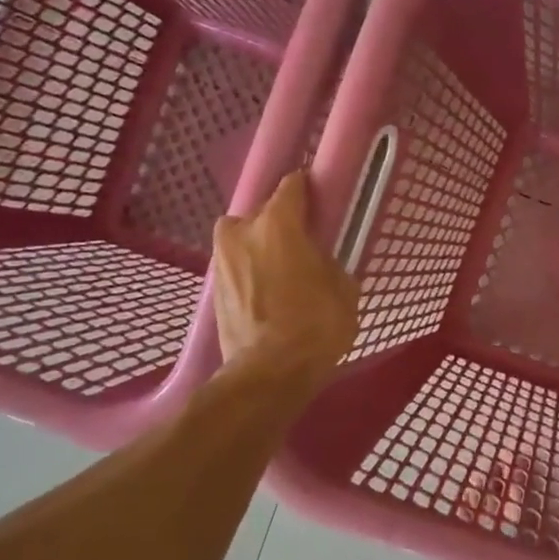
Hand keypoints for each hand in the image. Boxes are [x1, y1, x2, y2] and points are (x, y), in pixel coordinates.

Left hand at [211, 172, 358, 397]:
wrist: (270, 372)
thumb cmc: (316, 324)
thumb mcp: (344, 290)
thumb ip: (329, 265)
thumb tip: (319, 264)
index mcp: (278, 224)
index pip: (292, 186)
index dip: (307, 187)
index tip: (319, 193)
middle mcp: (242, 232)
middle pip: (262, 214)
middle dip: (280, 225)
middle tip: (302, 245)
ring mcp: (222, 261)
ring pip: (245, 241)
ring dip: (261, 250)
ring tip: (284, 274)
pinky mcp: (214, 290)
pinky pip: (238, 268)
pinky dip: (252, 275)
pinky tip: (270, 296)